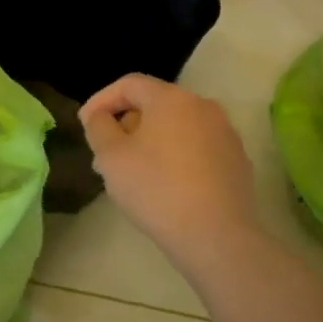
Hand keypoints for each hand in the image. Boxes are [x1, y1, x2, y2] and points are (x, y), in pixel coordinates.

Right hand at [79, 74, 259, 272]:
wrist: (216, 237)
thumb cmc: (156, 189)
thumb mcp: (111, 156)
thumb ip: (99, 126)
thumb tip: (102, 117)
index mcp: (172, 98)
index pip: (129, 84)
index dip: (101, 100)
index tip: (85, 124)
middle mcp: (203, 106)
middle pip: (155, 104)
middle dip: (125, 124)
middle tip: (105, 153)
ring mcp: (225, 134)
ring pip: (176, 127)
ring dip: (150, 141)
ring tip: (132, 172)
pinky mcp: (237, 162)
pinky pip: (196, 148)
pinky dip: (175, 156)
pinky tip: (164, 185)